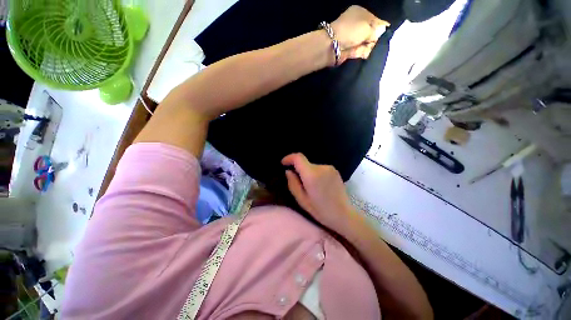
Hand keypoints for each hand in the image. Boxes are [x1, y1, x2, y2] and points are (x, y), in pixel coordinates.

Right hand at [282, 153, 354, 231]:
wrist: (342, 214)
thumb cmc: (321, 210)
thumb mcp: (302, 200)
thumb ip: (293, 184)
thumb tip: (288, 171)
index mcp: (312, 175)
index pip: (298, 157)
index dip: (289, 158)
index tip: (283, 164)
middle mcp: (322, 167)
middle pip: (306, 163)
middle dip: (300, 171)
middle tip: (299, 185)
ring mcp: (330, 169)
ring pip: (314, 167)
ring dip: (309, 174)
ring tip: (311, 189)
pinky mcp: (336, 172)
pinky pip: (321, 170)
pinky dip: (318, 176)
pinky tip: (320, 188)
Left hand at [331, 5, 389, 62]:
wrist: (334, 45)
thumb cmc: (352, 30)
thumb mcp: (370, 25)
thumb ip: (381, 27)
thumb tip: (386, 26)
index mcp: (360, 12)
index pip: (378, 20)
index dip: (380, 28)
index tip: (381, 32)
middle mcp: (357, 21)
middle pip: (375, 33)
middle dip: (375, 38)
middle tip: (370, 40)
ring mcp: (354, 34)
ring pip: (371, 42)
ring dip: (369, 46)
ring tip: (363, 46)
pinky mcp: (352, 45)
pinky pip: (364, 50)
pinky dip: (364, 52)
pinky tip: (360, 51)